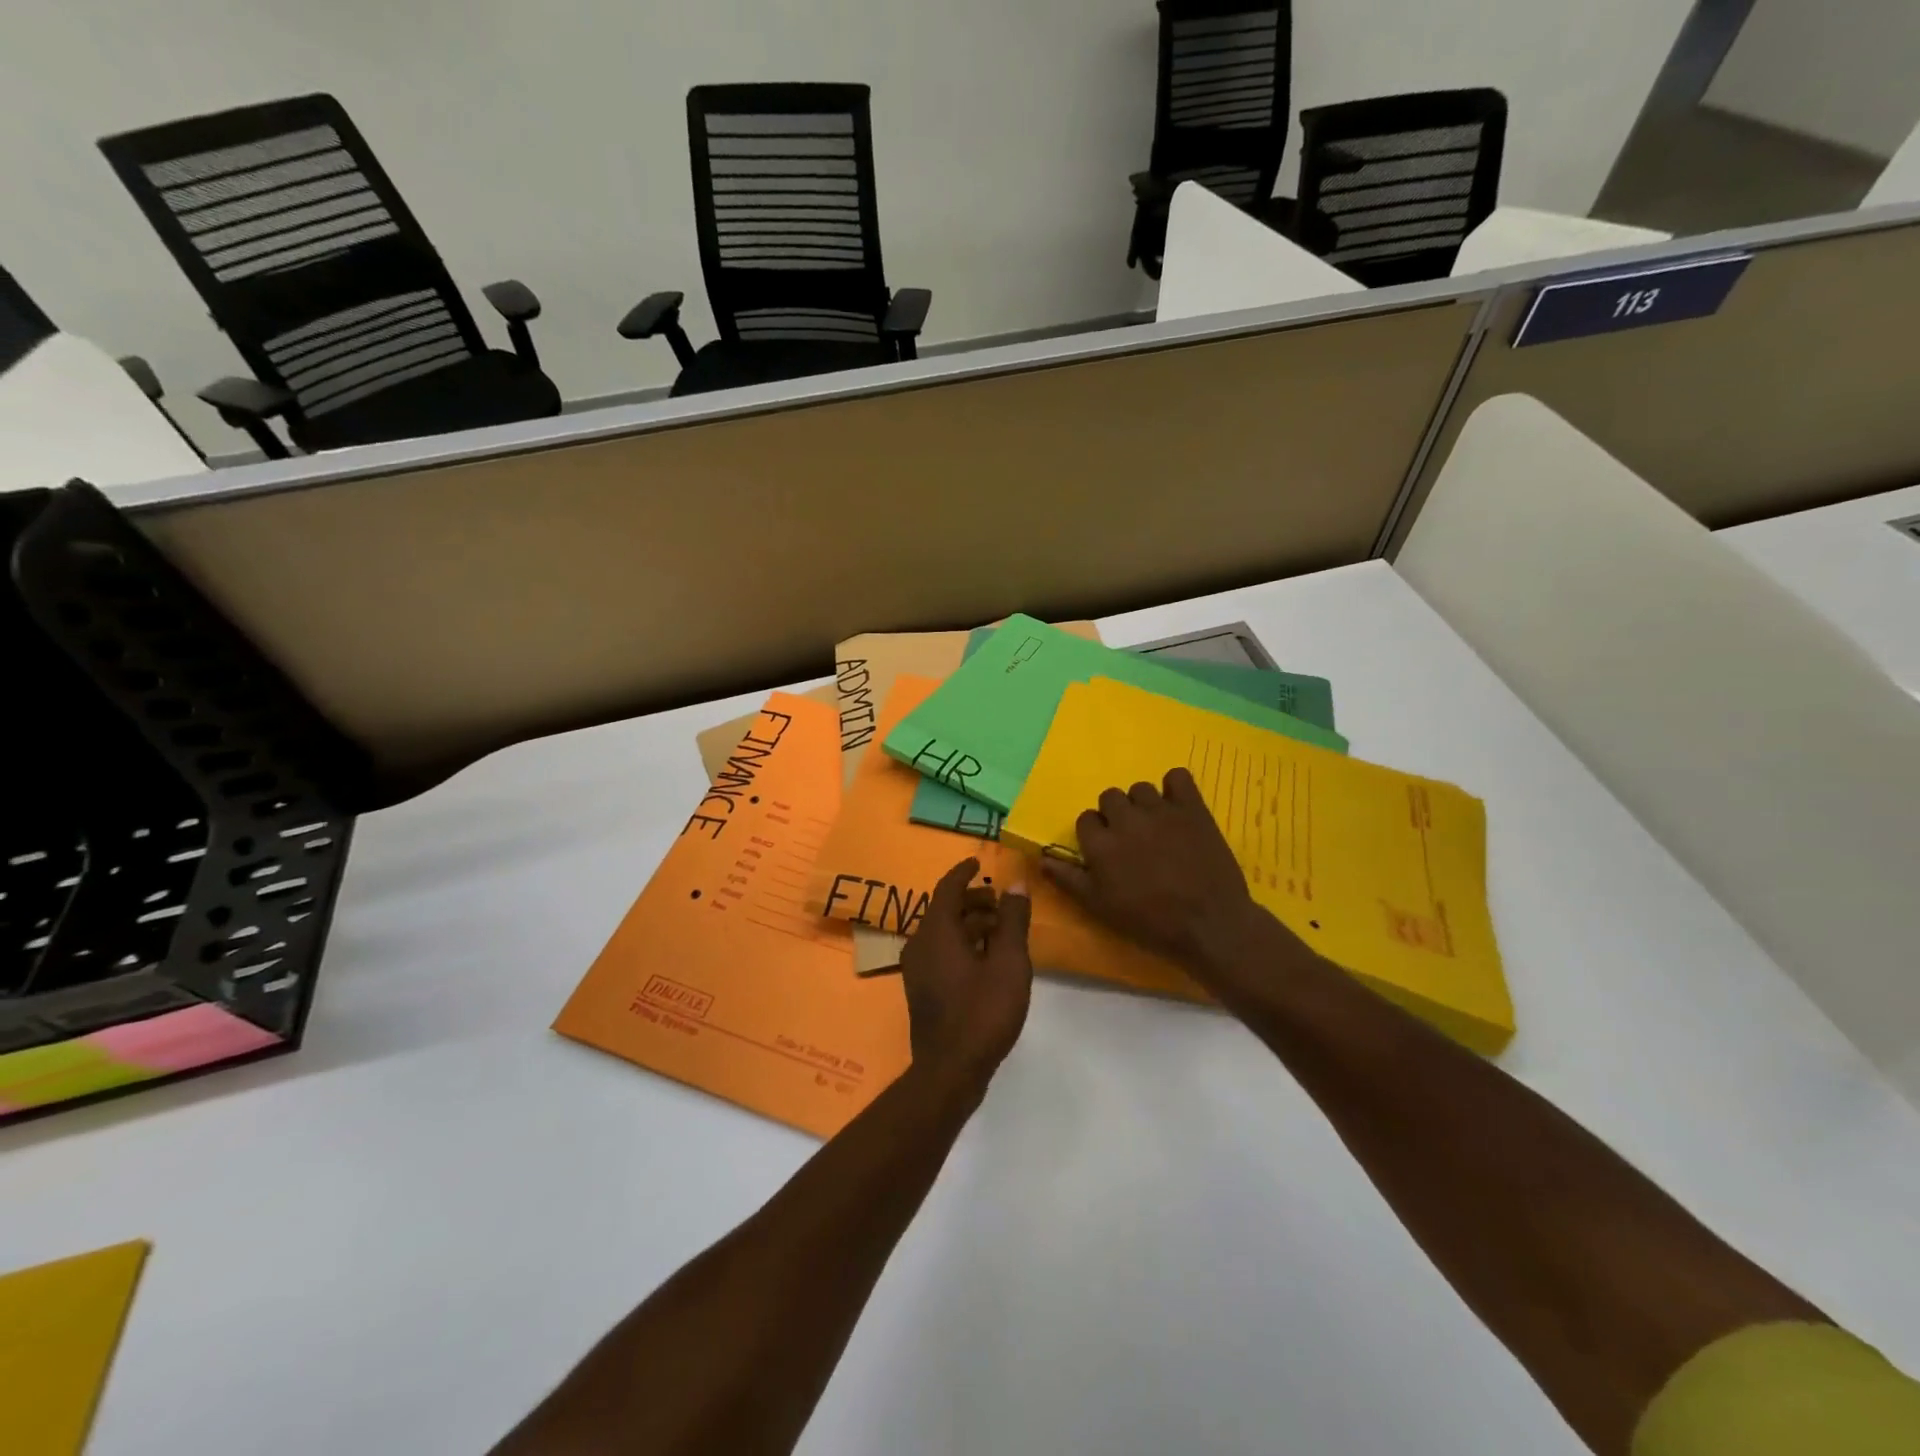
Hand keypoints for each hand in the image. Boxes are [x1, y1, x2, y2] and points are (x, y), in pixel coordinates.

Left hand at [899, 858, 1033, 1084]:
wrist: (950, 1070)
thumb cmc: (982, 1011)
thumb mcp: (1009, 962)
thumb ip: (1013, 920)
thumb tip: (1015, 883)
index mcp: (935, 931)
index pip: (946, 888)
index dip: (963, 873)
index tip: (978, 862)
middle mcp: (919, 944)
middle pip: (944, 910)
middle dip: (972, 901)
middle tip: (1001, 902)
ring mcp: (917, 969)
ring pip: (943, 933)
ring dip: (970, 924)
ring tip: (1001, 931)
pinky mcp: (923, 990)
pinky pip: (941, 952)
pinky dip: (963, 944)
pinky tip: (988, 960)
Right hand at [1041, 768, 1273, 978]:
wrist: (1208, 924)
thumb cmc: (1149, 921)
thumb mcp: (1099, 907)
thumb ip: (1068, 879)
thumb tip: (1041, 858)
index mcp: (1100, 844)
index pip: (1086, 819)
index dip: (1095, 834)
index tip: (1108, 852)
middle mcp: (1126, 819)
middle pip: (1110, 797)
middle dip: (1117, 816)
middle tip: (1132, 840)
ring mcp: (1160, 810)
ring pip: (1141, 788)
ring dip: (1143, 804)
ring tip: (1156, 826)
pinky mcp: (1192, 808)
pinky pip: (1178, 777)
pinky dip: (1175, 787)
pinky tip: (1178, 806)